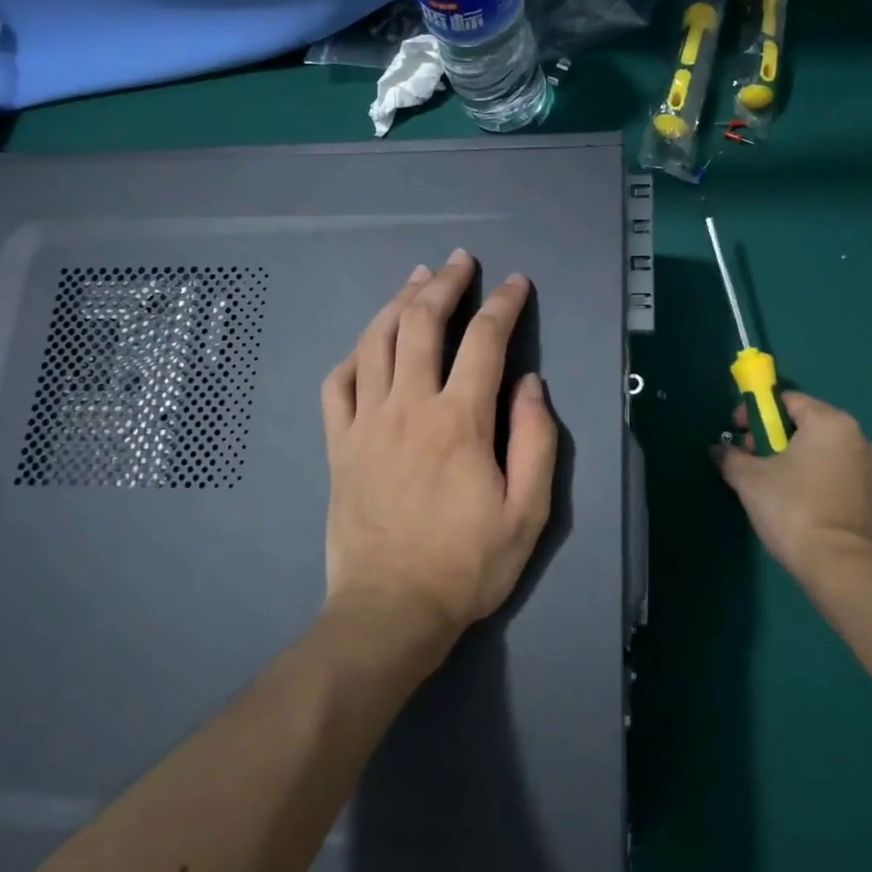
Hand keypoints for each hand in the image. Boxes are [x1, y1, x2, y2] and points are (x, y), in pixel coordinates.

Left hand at [320, 250, 558, 648]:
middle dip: (445, 283)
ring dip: (398, 303)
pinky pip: (337, 384)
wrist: (391, 611)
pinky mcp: (338, 445)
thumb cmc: (467, 565)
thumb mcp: (528, 512)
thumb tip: (528, 383)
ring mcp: (366, 423)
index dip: (504, 305)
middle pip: (422, 324)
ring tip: (416, 279)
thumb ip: (535, 440)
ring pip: (376, 342)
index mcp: (459, 421)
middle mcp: (408, 407)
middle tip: (460, 261)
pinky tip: (368, 345)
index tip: (516, 283)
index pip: (484, 341)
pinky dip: (354, 355)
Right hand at [712, 392, 871, 583]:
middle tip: (747, 457)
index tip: (735, 431)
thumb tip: (717, 449)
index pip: (787, 400)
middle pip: (803, 423)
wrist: (841, 565)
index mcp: (829, 422)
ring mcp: (867, 466)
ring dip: (789, 456)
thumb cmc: (793, 508)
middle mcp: (855, 436)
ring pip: (818, 448)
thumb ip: (731, 457)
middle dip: (770, 435)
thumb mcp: (750, 479)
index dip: (755, 411)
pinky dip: (809, 474)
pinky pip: (831, 470)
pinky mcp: (869, 494)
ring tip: (765, 481)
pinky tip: (790, 498)